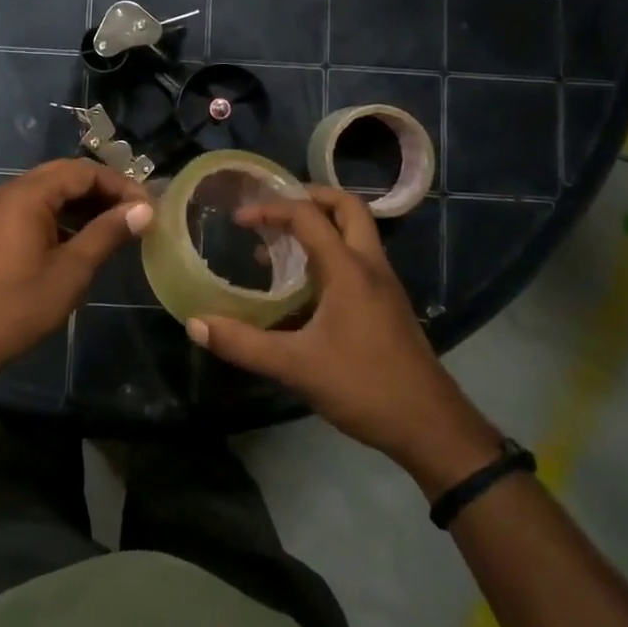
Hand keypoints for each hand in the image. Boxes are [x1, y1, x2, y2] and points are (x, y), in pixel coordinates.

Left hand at [0, 159, 152, 380]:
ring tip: (115, 224)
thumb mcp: (71, 271)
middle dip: (102, 189)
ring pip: (48, 189)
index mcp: (25, 195)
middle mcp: (8, 191)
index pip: (82, 171)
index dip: (119, 185)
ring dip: (82, 201)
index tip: (146, 207)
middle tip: (134, 212)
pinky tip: (82, 236)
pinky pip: (32, 206)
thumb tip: (144, 209)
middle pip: (64, 174)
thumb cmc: (19, 307)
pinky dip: (60, 213)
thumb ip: (107, 233)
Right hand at [184, 187, 498, 489]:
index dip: (271, 209)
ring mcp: (385, 285)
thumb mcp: (297, 367)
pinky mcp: (389, 305)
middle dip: (310, 198)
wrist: (432, 427)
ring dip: (323, 225)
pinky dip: (332, 252)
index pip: (308, 216)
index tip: (240, 219)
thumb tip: (195, 325)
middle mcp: (370, 265)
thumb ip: (244, 344)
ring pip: (357, 232)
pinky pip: (359, 258)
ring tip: (282, 245)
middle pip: (347, 207)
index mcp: (349, 269)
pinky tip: (308, 285)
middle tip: (275, 210)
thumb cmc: (364, 387)